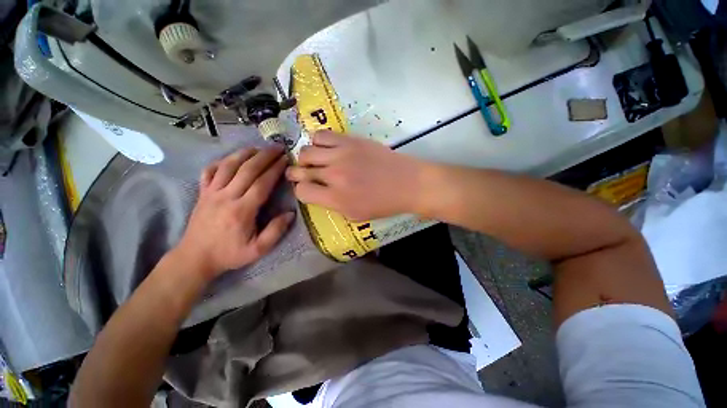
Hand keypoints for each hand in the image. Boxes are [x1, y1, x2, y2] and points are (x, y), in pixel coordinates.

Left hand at [173, 147, 294, 280]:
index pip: (262, 183)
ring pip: (228, 166)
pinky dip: (220, 161)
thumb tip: (291, 213)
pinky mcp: (202, 193)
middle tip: (277, 147)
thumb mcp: (258, 249)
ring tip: (258, 147)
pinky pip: (209, 171)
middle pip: (247, 169)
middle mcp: (226, 196)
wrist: (195, 258)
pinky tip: (231, 158)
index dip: (275, 169)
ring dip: (244, 153)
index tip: (286, 159)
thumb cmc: (229, 254)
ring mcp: (211, 193)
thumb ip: (276, 231)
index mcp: (242, 210)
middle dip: (264, 156)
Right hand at [286, 131, 425, 220]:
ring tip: (316, 161)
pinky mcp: (350, 140)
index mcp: (336, 198)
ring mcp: (342, 154)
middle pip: (300, 170)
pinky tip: (327, 149)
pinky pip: (322, 135)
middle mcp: (334, 175)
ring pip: (307, 150)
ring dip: (307, 158)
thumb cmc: (384, 204)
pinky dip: (318, 142)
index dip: (302, 191)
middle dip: (297, 174)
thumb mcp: (356, 215)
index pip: (302, 191)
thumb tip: (318, 192)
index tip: (308, 190)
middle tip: (303, 174)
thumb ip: (332, 205)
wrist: (407, 183)